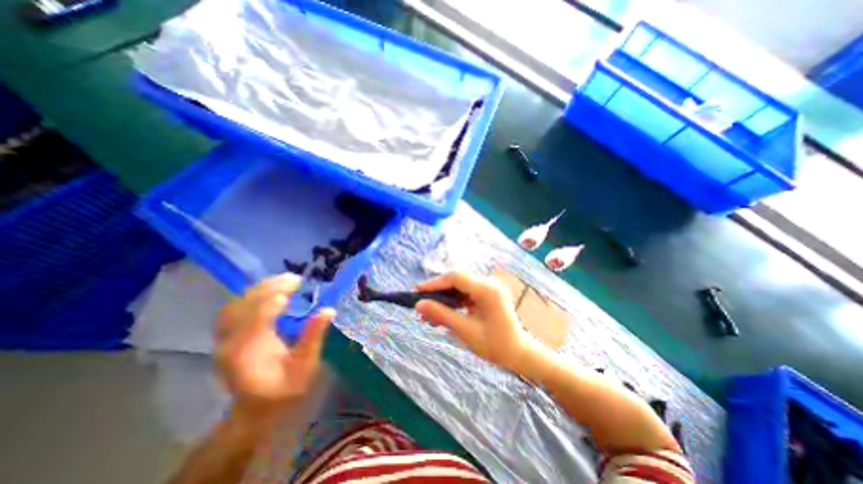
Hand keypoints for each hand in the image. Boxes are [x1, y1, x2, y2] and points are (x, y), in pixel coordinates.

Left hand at [214, 274, 335, 417]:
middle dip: (269, 288)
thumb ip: (313, 338)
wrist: (256, 410)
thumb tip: (328, 310)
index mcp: (246, 354)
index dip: (273, 301)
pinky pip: (234, 309)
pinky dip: (252, 296)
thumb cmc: (284, 390)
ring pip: (236, 305)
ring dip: (260, 289)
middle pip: (242, 307)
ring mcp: (224, 340)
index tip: (296, 287)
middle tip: (295, 279)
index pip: (254, 319)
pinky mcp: (227, 337)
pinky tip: (269, 290)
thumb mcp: (304, 367)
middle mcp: (229, 344)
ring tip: (285, 280)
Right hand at [414, 271, 528, 369]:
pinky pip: (466, 293)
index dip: (434, 283)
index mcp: (487, 289)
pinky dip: (454, 302)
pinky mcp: (488, 293)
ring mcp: (489, 287)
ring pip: (460, 287)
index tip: (416, 292)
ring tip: (428, 313)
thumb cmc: (494, 345)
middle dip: (437, 292)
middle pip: (457, 280)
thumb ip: (441, 314)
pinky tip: (443, 313)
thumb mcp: (465, 330)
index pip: (455, 278)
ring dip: (444, 298)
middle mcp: (489, 282)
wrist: (519, 353)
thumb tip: (418, 305)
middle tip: (420, 303)